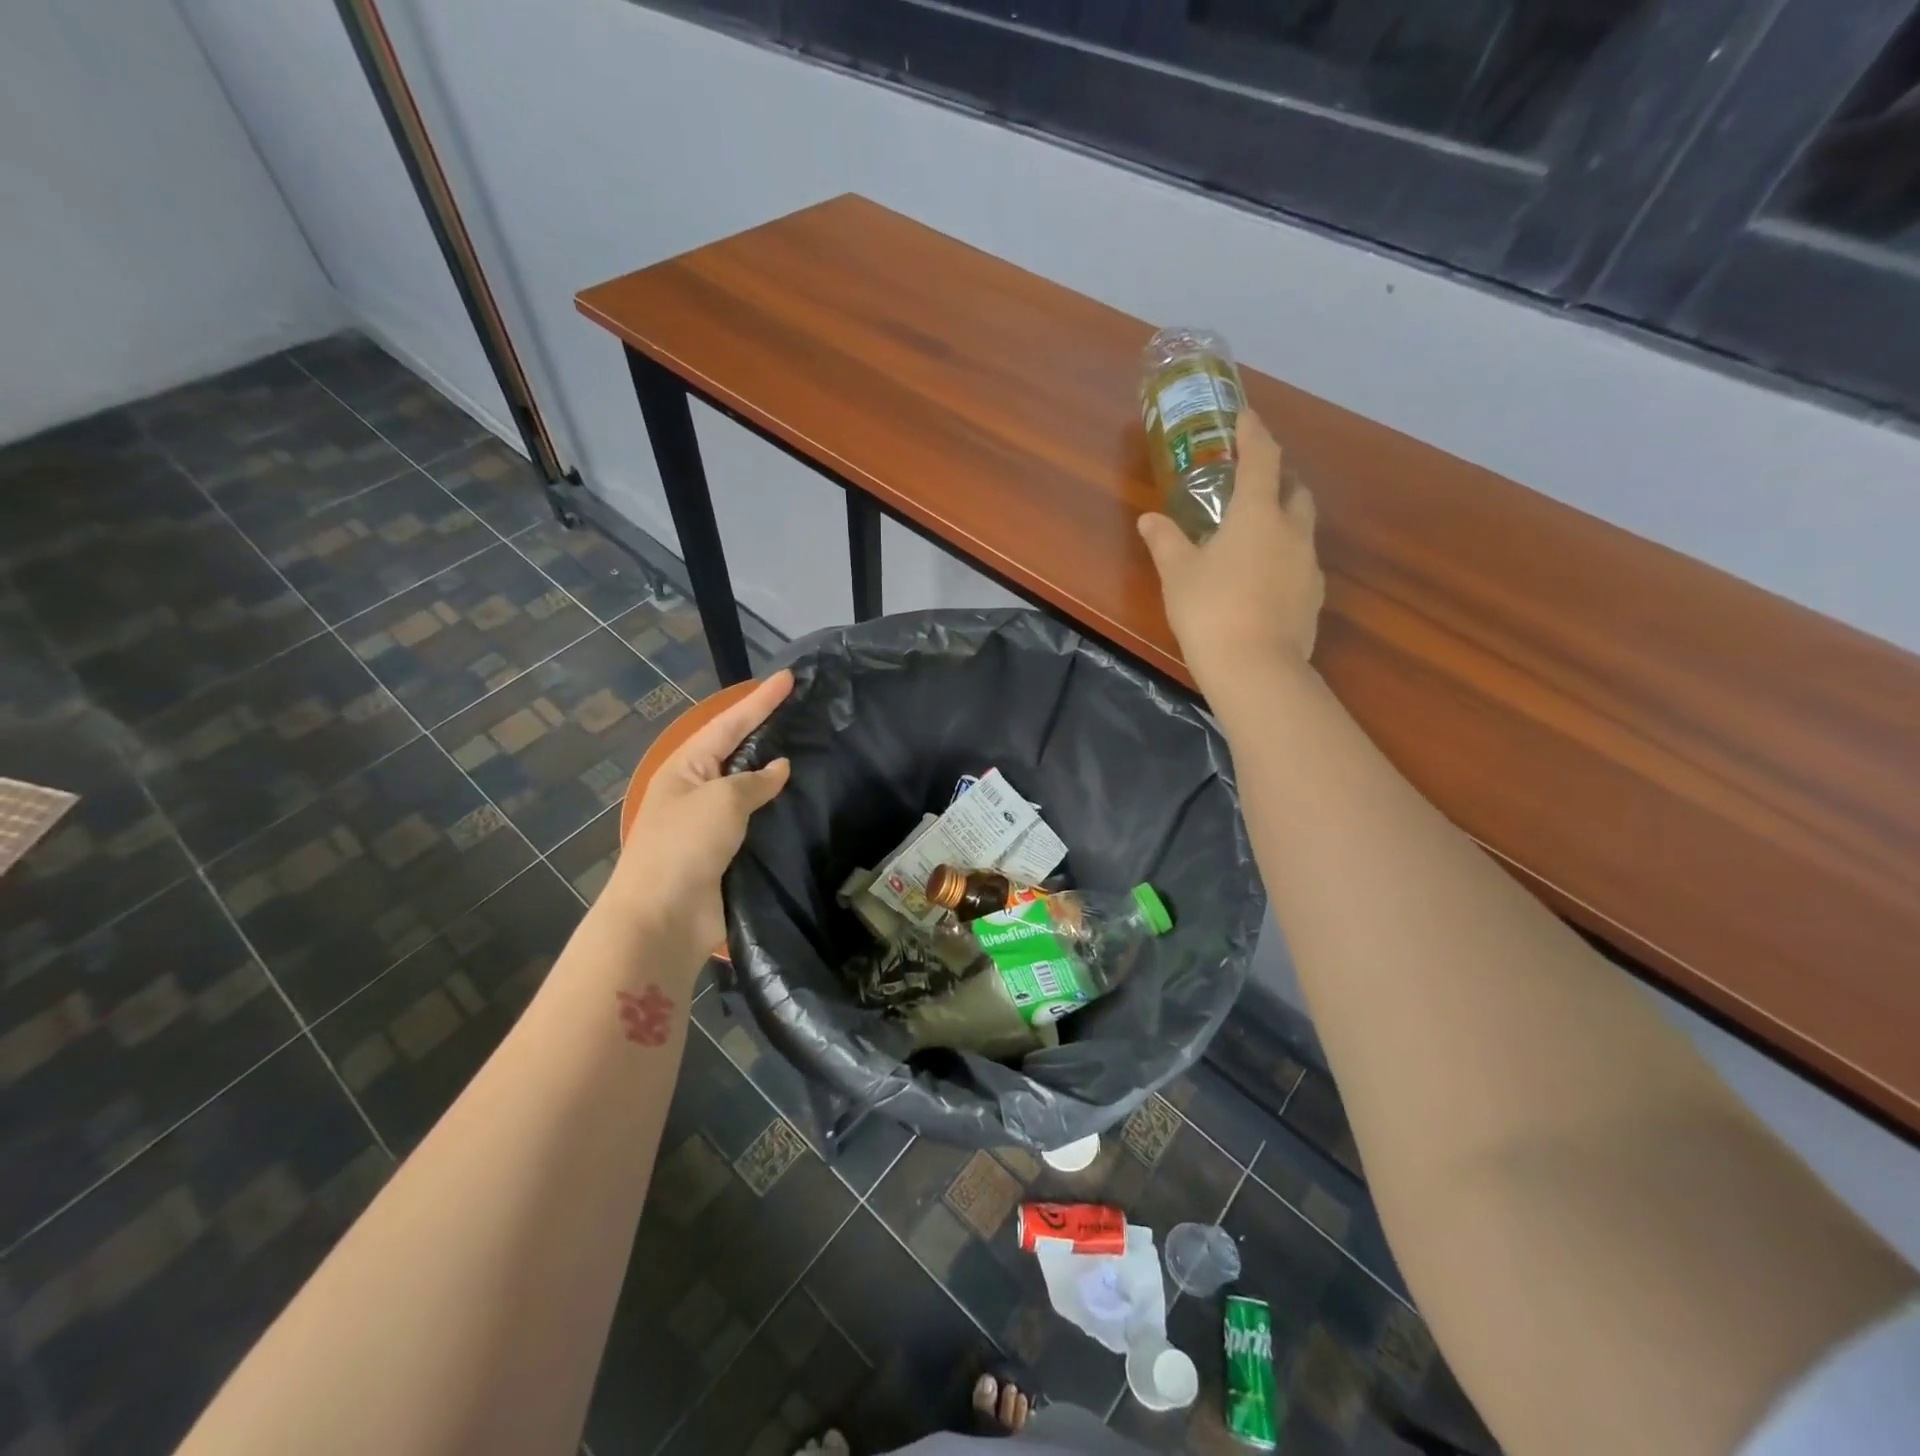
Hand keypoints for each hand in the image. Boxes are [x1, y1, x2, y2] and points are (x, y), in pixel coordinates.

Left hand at [606, 670, 793, 950]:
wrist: (664, 917)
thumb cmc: (685, 845)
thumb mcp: (721, 800)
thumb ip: (755, 780)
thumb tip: (780, 768)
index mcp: (686, 767)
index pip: (730, 723)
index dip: (761, 700)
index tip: (790, 677)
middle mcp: (698, 789)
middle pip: (740, 752)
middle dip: (769, 731)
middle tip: (806, 710)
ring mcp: (713, 823)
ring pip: (753, 789)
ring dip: (779, 774)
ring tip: (815, 752)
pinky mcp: (730, 854)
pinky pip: (760, 822)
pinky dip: (781, 811)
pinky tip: (807, 803)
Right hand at [1138, 409, 1323, 691]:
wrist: (1256, 669)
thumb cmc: (1209, 611)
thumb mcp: (1178, 574)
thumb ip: (1165, 541)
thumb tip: (1149, 519)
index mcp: (1257, 514)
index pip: (1263, 458)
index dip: (1254, 432)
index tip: (1246, 415)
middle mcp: (1292, 531)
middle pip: (1295, 489)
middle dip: (1278, 478)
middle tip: (1254, 482)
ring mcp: (1309, 565)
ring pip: (1302, 527)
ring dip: (1283, 520)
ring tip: (1255, 536)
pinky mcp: (1314, 597)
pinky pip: (1301, 563)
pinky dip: (1285, 558)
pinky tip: (1263, 580)